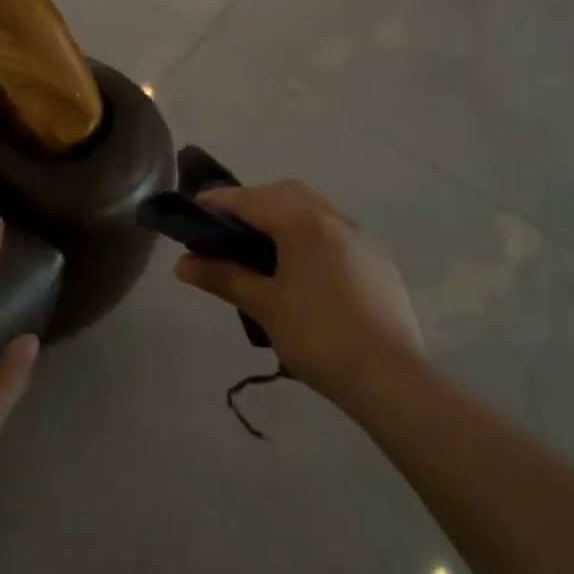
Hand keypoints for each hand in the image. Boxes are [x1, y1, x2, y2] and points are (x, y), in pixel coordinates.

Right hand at [175, 179, 423, 402]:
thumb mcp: (264, 306)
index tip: (194, 210)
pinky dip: (309, 233)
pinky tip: (303, 269)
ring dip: (283, 215)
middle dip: (253, 202)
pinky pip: (334, 230)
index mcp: (303, 222)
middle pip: (284, 193)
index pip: (250, 199)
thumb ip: (223, 276)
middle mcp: (333, 218)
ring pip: (312, 208)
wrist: (392, 380)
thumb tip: (182, 264)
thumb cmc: (319, 337)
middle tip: (228, 229)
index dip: (218, 202)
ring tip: (263, 249)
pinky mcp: (377, 260)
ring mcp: (360, 237)